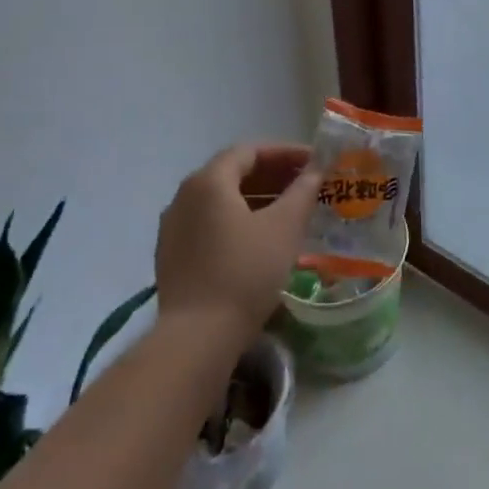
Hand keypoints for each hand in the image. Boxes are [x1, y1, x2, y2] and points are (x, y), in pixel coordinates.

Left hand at [155, 143, 320, 343]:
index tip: (314, 163)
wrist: (197, 338)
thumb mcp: (284, 227)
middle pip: (233, 173)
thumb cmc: (245, 272)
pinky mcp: (172, 257)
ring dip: (257, 199)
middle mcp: (184, 197)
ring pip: (221, 201)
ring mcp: (173, 228)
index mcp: (208, 181)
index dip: (285, 152)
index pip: (249, 151)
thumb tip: (317, 169)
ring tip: (290, 211)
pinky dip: (238, 221)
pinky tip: (261, 239)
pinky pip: (210, 224)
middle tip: (306, 185)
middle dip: (272, 175)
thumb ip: (303, 190)